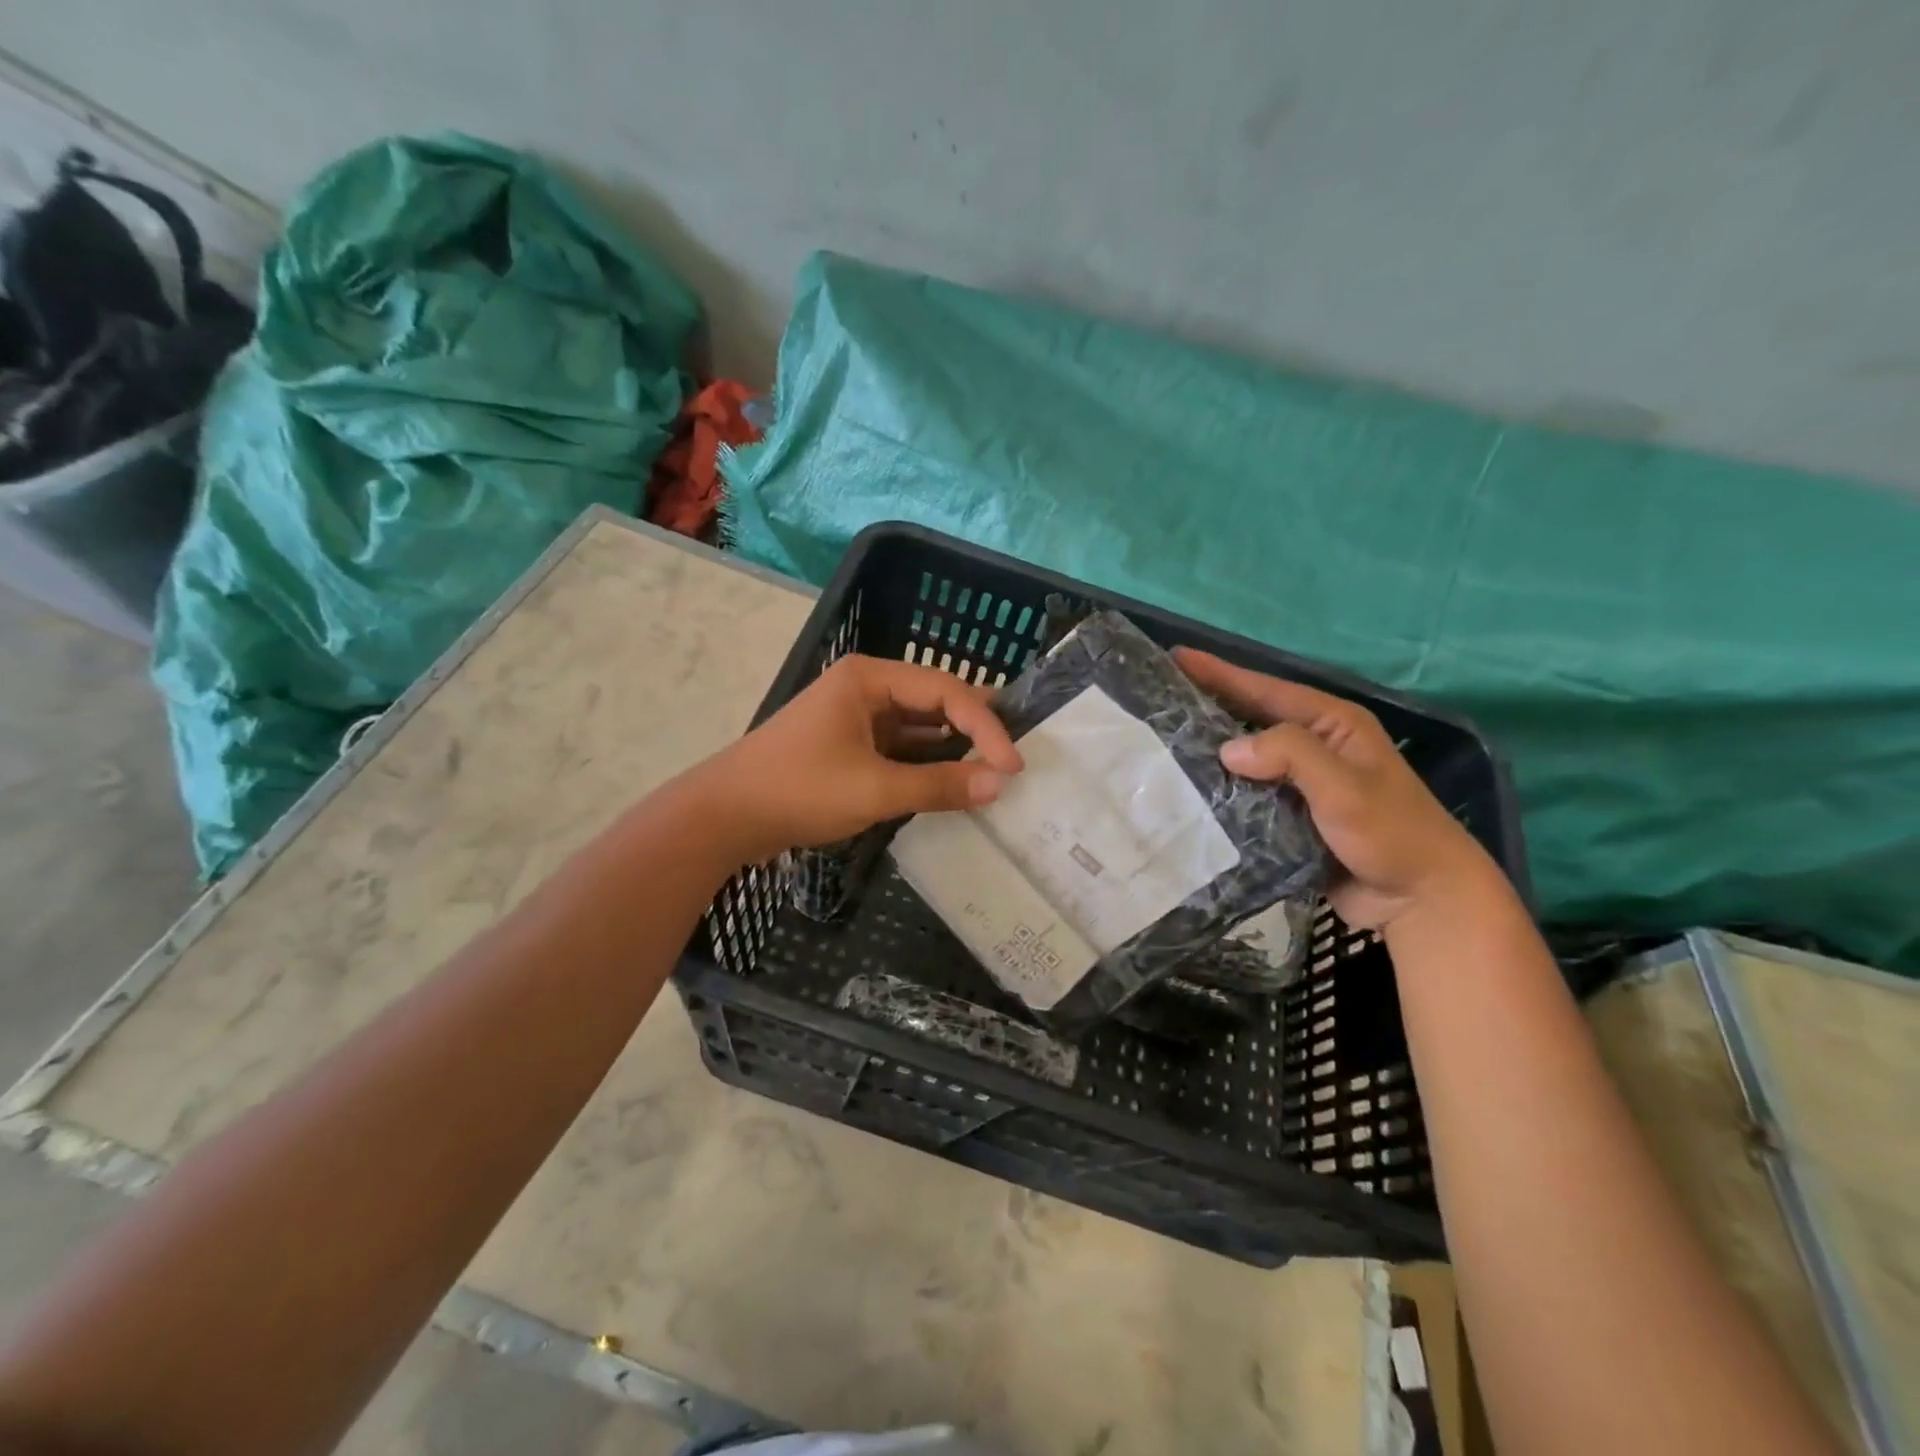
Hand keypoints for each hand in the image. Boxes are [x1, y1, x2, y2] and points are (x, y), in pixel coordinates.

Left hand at [695, 654, 1024, 862]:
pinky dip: (925, 765)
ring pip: (917, 727)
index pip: (945, 692)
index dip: (985, 726)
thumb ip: (940, 785)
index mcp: (869, 678)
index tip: (1012, 766)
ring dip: (951, 749)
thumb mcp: (875, 788)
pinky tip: (951, 784)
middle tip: (1014, 757)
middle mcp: (865, 687)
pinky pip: (898, 748)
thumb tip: (999, 785)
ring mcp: (854, 717)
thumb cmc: (799, 790)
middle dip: (974, 729)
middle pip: (934, 701)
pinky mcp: (847, 746)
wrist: (723, 817)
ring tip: (992, 772)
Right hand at [1176, 648, 1498, 929]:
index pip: (1266, 690)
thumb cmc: (1390, 833)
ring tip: (1162, 743)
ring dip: (1210, 753)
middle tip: (1159, 699)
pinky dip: (1221, 791)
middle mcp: (1316, 747)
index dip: (1221, 673)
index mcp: (1333, 724)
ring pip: (1246, 759)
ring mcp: (1302, 784)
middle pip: (1252, 719)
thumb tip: (1226, 750)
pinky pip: (1247, 795)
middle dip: (1208, 708)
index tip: (1177, 657)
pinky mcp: (1291, 818)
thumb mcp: (1344, 786)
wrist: (1421, 900)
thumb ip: (1289, 755)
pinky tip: (1188, 792)